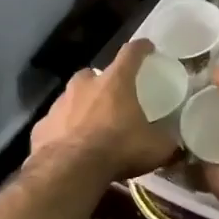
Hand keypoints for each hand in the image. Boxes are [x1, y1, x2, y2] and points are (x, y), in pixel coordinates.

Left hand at [29, 40, 179, 180]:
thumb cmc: (118, 148)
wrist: (69, 170)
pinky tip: (70, 145)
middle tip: (113, 97)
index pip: (131, 53)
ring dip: (81, 105)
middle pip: (93, 74)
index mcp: (115, 82)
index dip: (141, 48)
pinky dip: (63, 130)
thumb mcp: (156, 148)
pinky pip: (56, 123)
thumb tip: (177, 144)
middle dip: (102, 82)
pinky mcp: (41, 126)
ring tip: (91, 124)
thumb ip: (167, 141)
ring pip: (71, 97)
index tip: (147, 47)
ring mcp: (59, 104)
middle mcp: (84, 85)